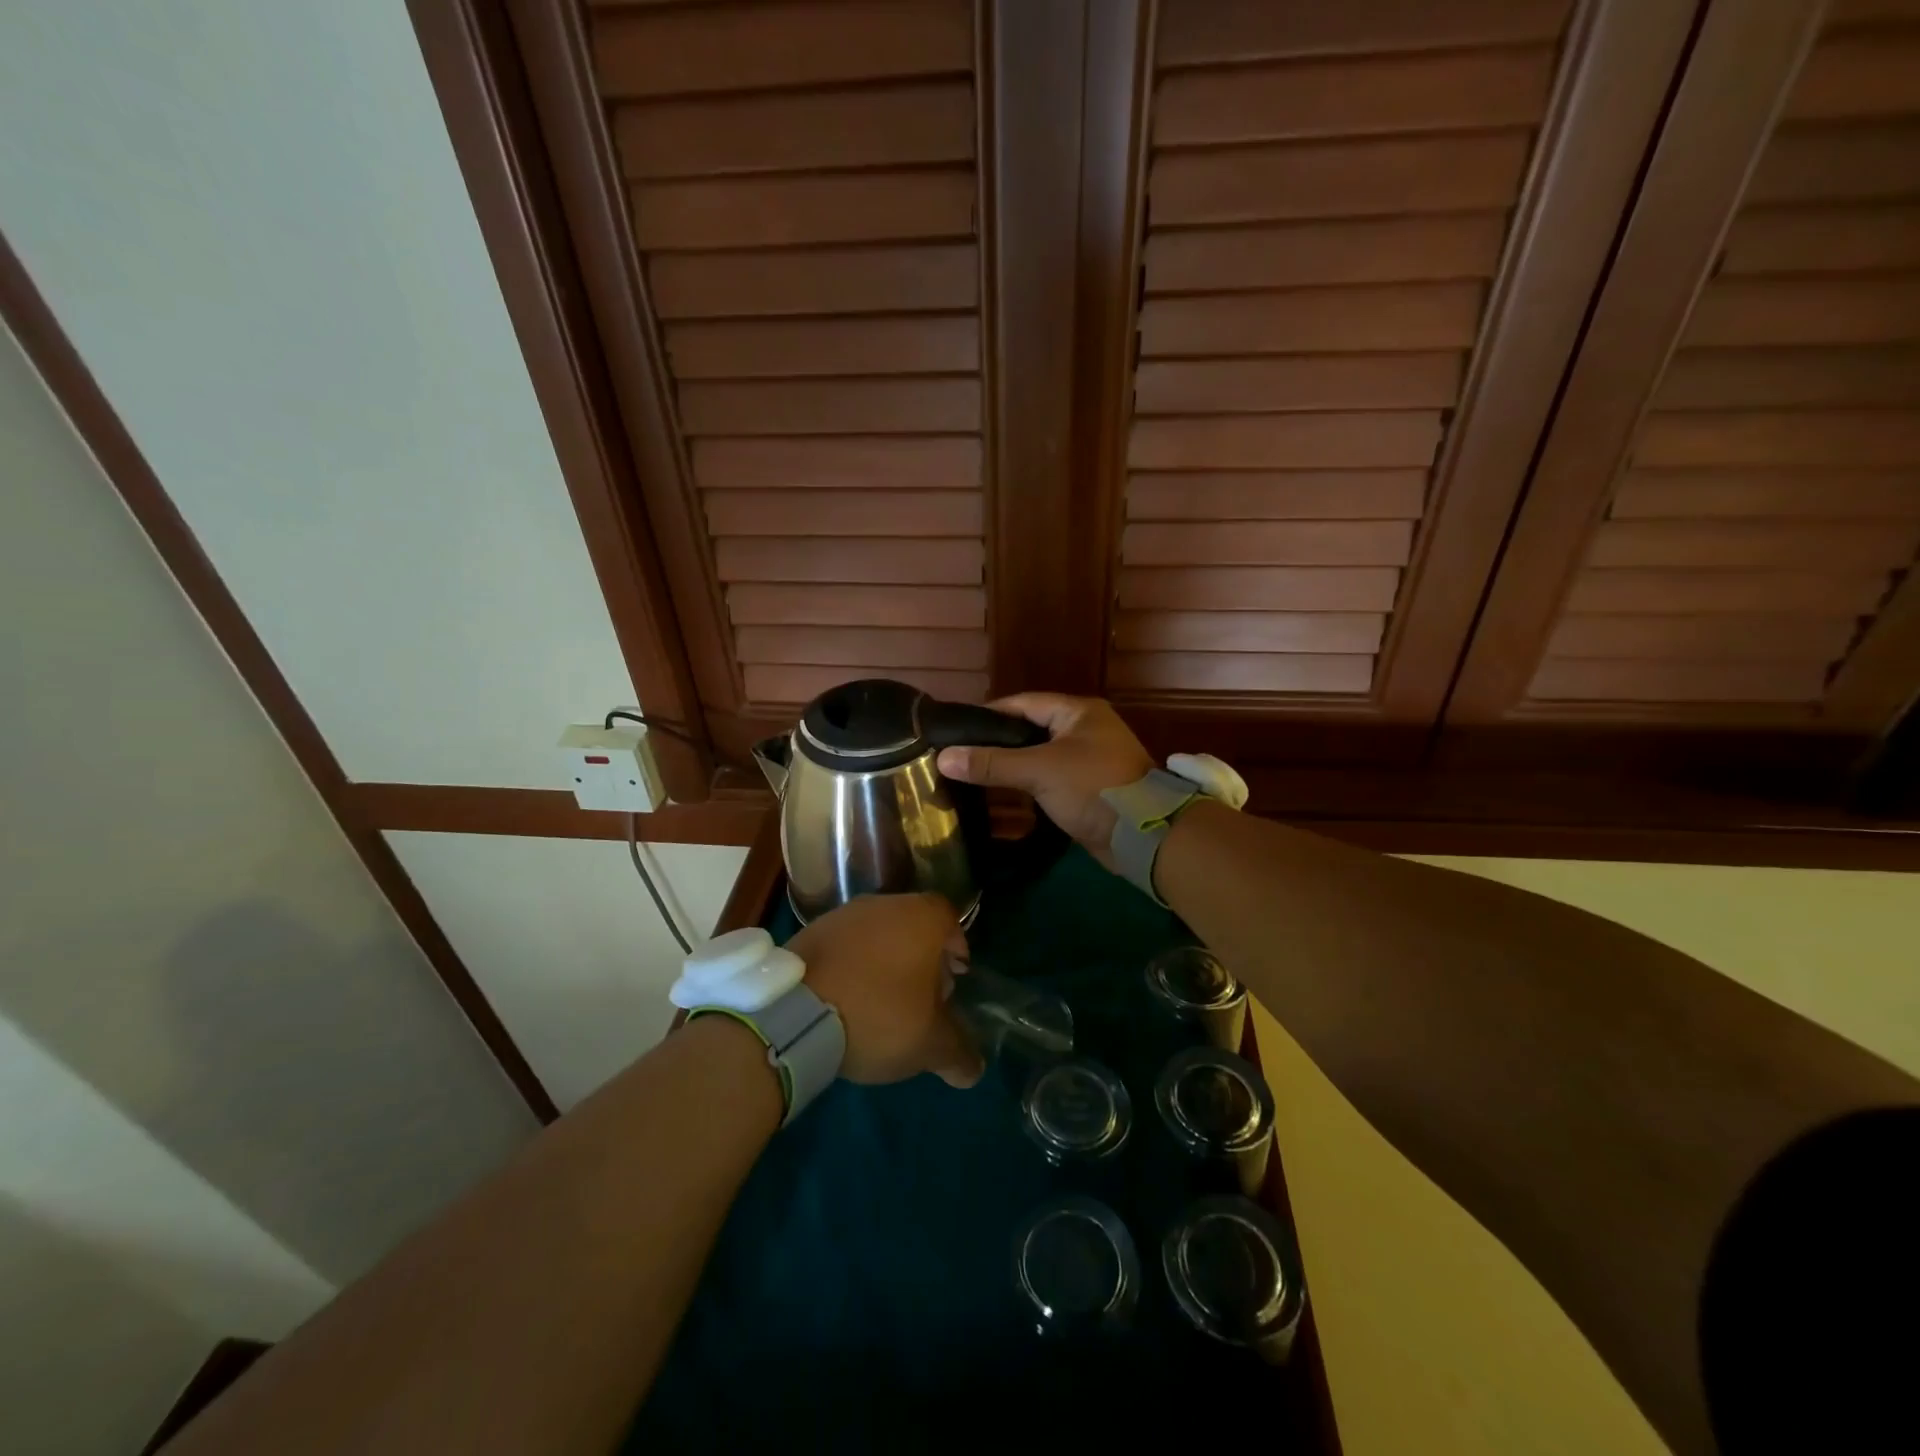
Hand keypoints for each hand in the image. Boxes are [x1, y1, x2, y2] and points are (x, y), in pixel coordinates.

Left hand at [790, 893, 983, 1088]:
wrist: (795, 1011)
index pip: (950, 920)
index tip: (953, 980)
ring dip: (884, 960)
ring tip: (880, 1002)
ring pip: (877, 933)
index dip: (956, 949)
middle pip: (913, 925)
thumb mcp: (929, 1044)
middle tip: (921, 996)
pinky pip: (844, 945)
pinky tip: (846, 999)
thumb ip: (958, 1053)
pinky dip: (851, 965)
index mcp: (922, 918)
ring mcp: (843, 914)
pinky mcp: (810, 930)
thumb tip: (974, 1070)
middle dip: (921, 957)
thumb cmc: (879, 1014)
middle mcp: (885, 903)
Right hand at [935, 693, 1152, 869]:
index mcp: (1077, 712)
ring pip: (1038, 756)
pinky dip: (1027, 784)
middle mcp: (1083, 729)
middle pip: (1029, 730)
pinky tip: (1001, 795)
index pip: (1022, 704)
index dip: (988, 715)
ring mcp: (1087, 760)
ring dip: (1011, 765)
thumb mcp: (1039, 771)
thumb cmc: (1093, 787)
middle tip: (959, 755)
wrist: (1143, 835)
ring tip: (971, 774)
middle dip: (996, 743)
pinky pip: (1049, 779)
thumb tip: (943, 758)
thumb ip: (992, 763)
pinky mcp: (1088, 788)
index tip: (955, 730)